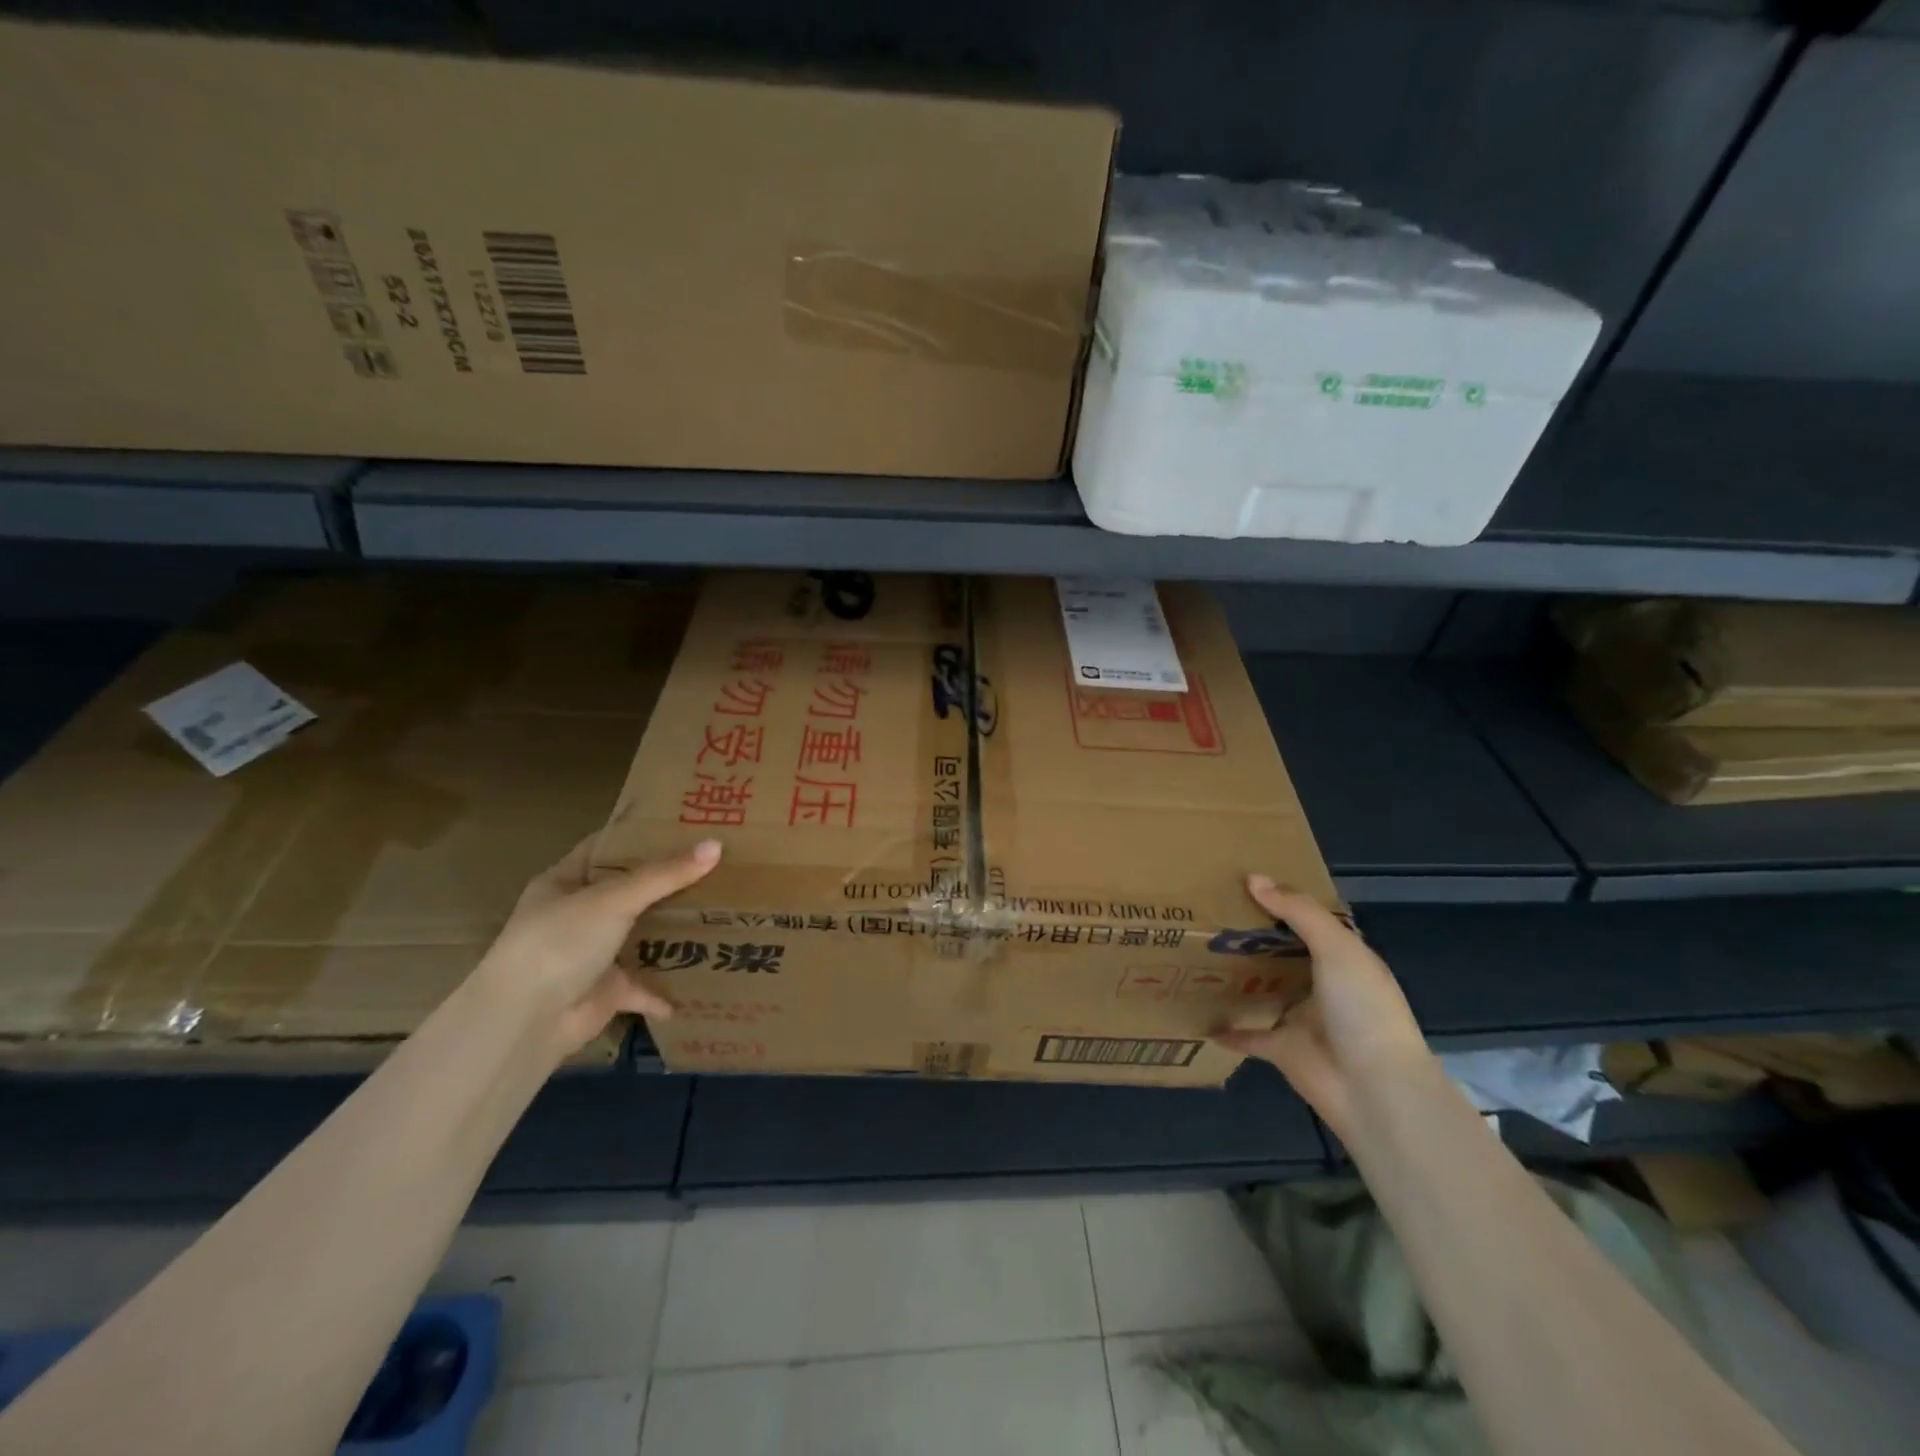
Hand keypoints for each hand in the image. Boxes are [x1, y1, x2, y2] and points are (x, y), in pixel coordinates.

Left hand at [473, 834, 721, 1055]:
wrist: (525, 1022)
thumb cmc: (559, 943)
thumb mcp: (613, 899)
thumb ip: (664, 875)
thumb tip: (716, 846)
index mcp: (565, 883)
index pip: (606, 848)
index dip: (640, 836)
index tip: (684, 826)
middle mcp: (577, 915)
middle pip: (630, 891)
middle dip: (669, 883)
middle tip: (716, 865)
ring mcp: (591, 954)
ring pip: (640, 935)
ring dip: (672, 931)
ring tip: (719, 912)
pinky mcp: (606, 991)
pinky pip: (644, 985)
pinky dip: (667, 987)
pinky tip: (700, 980)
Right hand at [1214, 874, 1431, 1138]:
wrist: (1373, 1089)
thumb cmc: (1362, 1009)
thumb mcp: (1337, 948)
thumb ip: (1298, 912)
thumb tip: (1253, 878)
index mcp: (1344, 959)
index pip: (1311, 922)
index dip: (1284, 901)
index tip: (1245, 881)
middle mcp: (1323, 985)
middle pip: (1282, 954)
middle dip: (1252, 936)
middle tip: (1209, 911)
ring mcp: (1301, 1018)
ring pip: (1263, 990)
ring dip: (1238, 977)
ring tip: (1197, 952)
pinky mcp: (1281, 1049)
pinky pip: (1248, 1035)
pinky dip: (1227, 1028)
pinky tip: (1199, 1015)